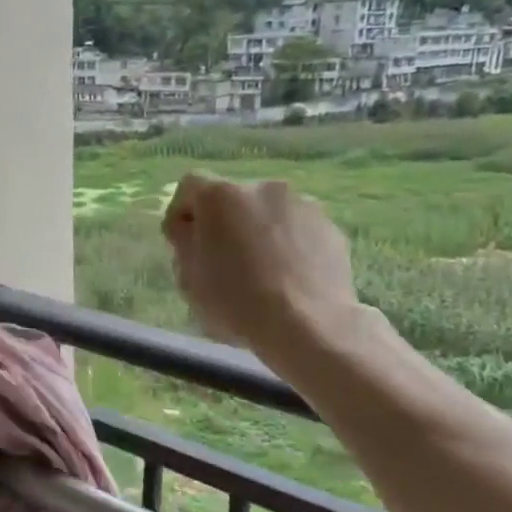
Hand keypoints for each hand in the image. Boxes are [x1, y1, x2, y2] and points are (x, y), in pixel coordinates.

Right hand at [161, 173, 355, 348]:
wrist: (307, 326)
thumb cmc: (235, 301)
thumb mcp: (188, 276)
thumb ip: (183, 242)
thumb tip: (190, 228)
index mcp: (221, 196)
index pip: (190, 185)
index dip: (181, 211)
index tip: (182, 242)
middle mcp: (263, 188)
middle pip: (232, 199)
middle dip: (223, 224)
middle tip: (221, 262)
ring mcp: (302, 205)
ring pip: (267, 213)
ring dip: (257, 233)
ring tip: (259, 273)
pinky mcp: (330, 228)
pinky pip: (297, 230)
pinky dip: (287, 246)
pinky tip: (286, 279)